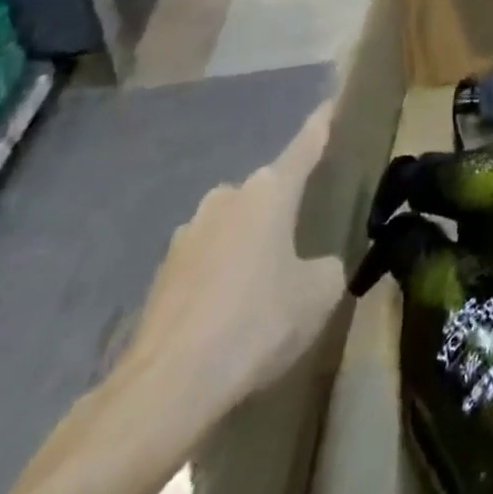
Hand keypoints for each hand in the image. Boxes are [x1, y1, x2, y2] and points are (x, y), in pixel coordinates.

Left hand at [121, 102, 346, 424]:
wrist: (165, 389)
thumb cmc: (256, 323)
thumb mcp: (319, 293)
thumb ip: (326, 266)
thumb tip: (314, 266)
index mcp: (269, 191)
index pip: (305, 145)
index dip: (321, 124)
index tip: (331, 103)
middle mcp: (227, 198)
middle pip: (266, 191)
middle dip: (283, 206)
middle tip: (303, 233)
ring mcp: (187, 236)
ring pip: (233, 227)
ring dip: (249, 244)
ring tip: (265, 283)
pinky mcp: (162, 276)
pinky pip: (207, 262)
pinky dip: (222, 277)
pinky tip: (230, 315)